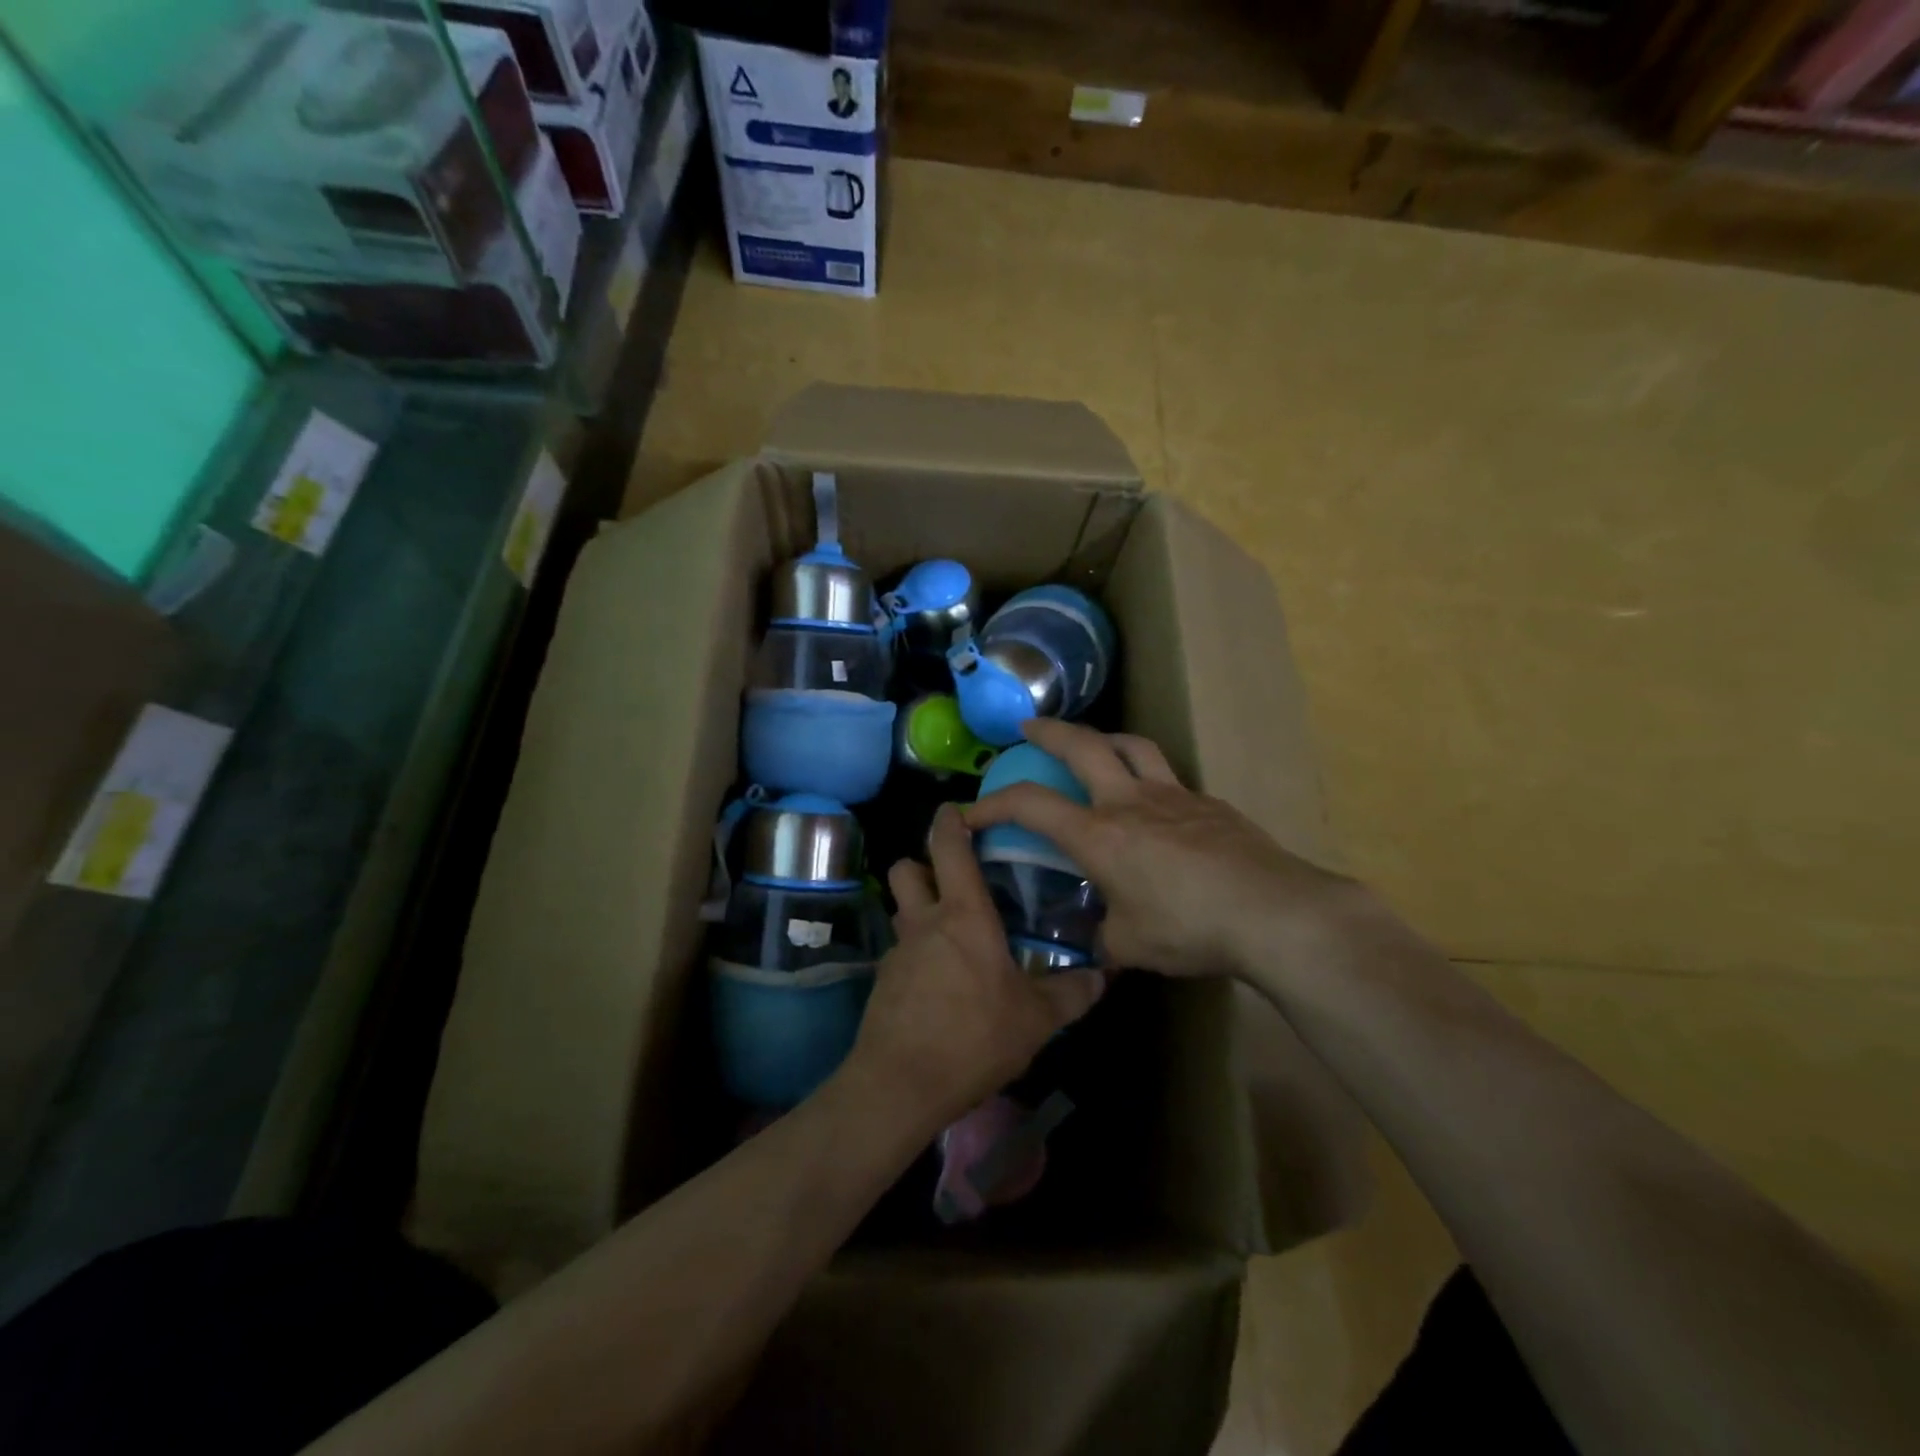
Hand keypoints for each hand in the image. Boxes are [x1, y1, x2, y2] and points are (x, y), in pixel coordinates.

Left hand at [839, 804, 1105, 1132]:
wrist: (900, 1084)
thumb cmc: (974, 1037)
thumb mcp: (1035, 1019)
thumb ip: (1070, 993)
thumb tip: (1102, 976)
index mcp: (963, 914)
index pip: (949, 847)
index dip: (949, 821)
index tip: (955, 809)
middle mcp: (925, 922)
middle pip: (906, 869)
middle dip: (922, 864)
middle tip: (952, 879)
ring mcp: (898, 952)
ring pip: (900, 910)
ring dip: (918, 909)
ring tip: (950, 933)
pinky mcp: (882, 983)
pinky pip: (899, 951)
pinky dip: (915, 954)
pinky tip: (937, 983)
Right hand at [963, 720, 1355, 977]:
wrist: (1273, 912)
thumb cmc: (1190, 927)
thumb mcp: (1132, 946)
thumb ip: (1105, 938)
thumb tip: (1098, 942)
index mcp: (1100, 835)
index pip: (1031, 805)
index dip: (994, 803)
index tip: (972, 812)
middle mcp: (1130, 802)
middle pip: (1083, 745)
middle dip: (1049, 730)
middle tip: (1030, 727)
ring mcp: (1175, 796)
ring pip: (1132, 746)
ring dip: (1105, 738)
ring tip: (1094, 744)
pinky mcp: (1210, 803)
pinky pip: (1170, 779)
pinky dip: (1150, 778)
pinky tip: (1157, 806)